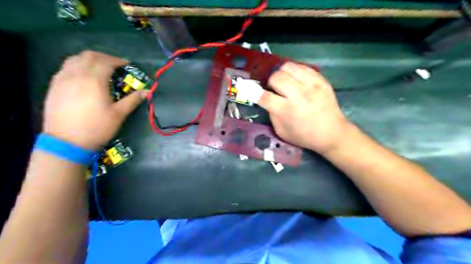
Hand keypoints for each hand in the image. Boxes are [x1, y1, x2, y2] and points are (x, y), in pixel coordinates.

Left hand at [42, 51, 145, 149]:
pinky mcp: (54, 86)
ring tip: (99, 68)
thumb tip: (148, 92)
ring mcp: (62, 79)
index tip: (127, 65)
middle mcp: (76, 75)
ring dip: (89, 59)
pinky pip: (66, 68)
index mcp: (94, 80)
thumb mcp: (119, 114)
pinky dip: (77, 66)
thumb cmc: (97, 128)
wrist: (66, 142)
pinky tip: (83, 77)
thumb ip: (133, 100)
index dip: (118, 61)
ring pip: (74, 59)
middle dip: (104, 57)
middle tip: (115, 65)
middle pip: (89, 56)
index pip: (106, 62)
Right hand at [259, 61, 350, 153]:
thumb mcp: (281, 132)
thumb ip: (271, 115)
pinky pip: (302, 66)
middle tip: (275, 89)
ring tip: (285, 82)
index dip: (257, 94)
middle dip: (270, 83)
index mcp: (286, 111)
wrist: (332, 133)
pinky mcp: (320, 80)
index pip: (264, 96)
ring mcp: (311, 85)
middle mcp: (297, 95)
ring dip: (282, 74)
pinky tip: (296, 80)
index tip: (256, 94)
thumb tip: (267, 100)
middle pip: (275, 77)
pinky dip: (295, 71)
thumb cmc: (304, 136)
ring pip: (287, 67)